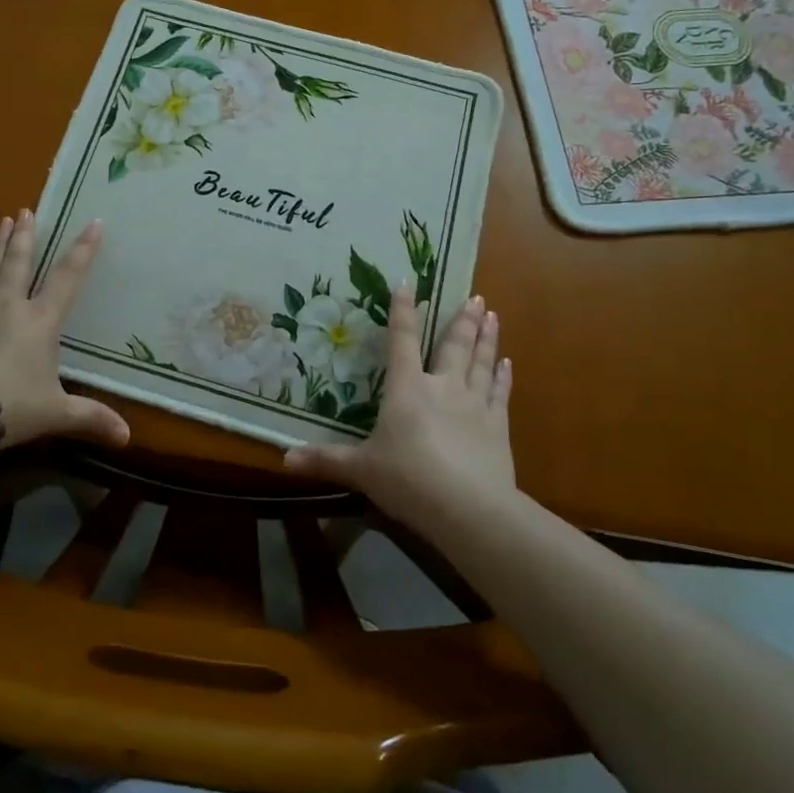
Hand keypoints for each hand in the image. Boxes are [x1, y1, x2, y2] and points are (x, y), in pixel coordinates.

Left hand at [0, 210, 129, 449]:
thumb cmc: (11, 405)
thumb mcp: (56, 413)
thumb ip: (91, 419)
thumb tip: (128, 438)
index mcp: (41, 322)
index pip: (68, 279)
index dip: (83, 251)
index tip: (94, 223)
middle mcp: (10, 308)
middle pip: (21, 264)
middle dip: (27, 236)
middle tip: (27, 210)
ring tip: (4, 221)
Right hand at [283, 282, 513, 525]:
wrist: (469, 509)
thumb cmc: (409, 481)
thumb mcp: (362, 470)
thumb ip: (327, 460)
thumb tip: (285, 458)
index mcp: (407, 389)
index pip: (402, 341)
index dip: (403, 311)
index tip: (408, 284)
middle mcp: (443, 387)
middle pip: (453, 345)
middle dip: (462, 320)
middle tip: (476, 296)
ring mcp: (475, 404)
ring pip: (481, 362)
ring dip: (487, 338)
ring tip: (492, 315)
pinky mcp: (498, 427)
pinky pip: (500, 393)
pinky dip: (503, 376)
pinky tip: (508, 363)